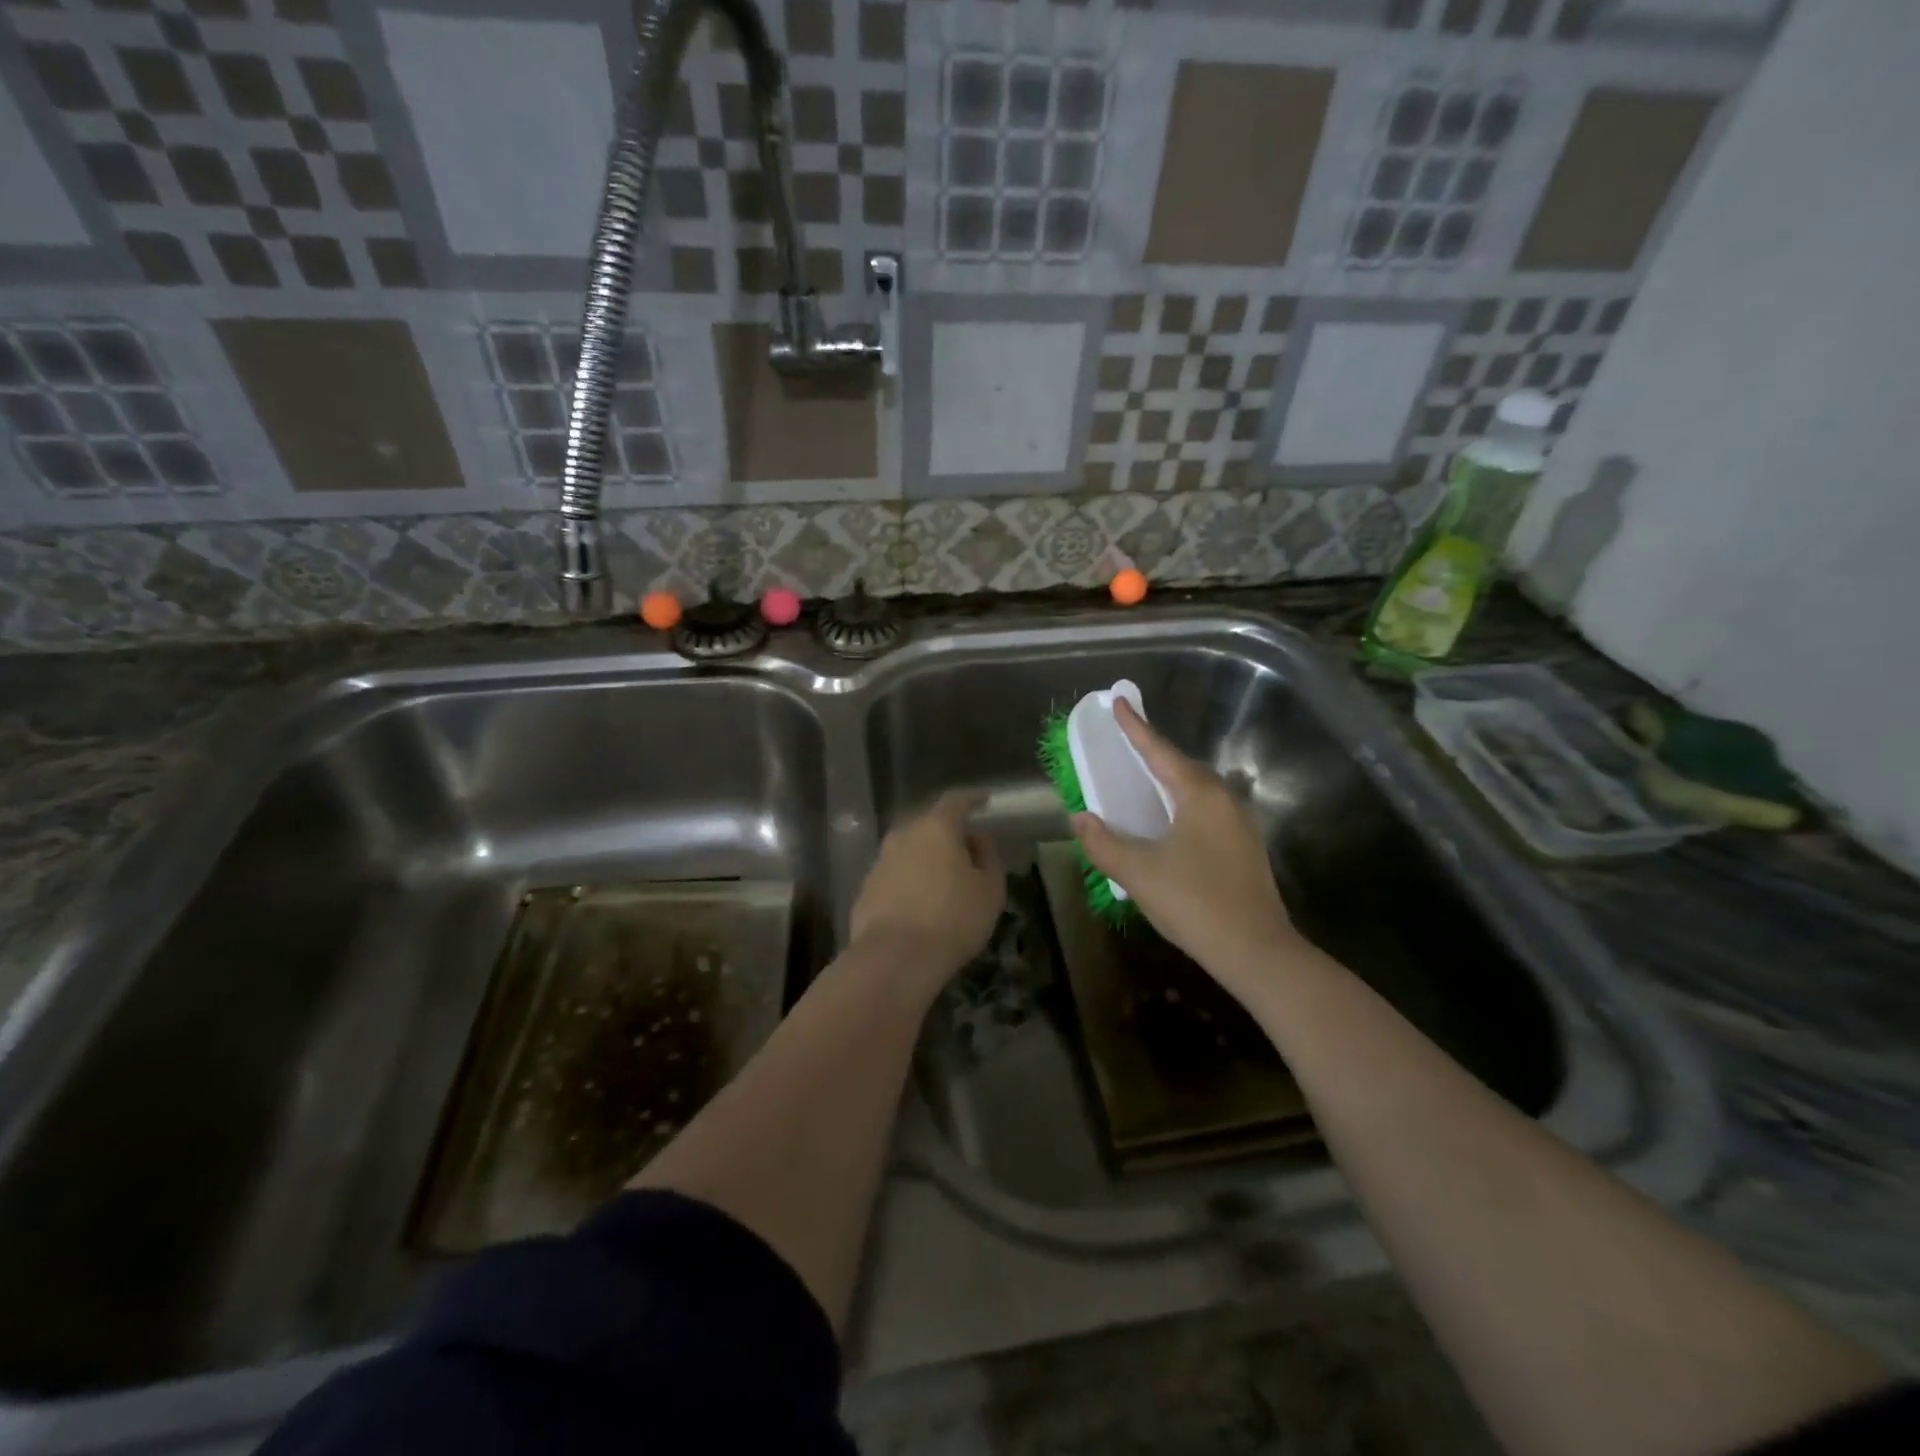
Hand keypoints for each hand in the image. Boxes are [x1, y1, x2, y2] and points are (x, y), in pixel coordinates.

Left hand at [851, 790, 1005, 987]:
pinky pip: (895, 876)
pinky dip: (910, 882)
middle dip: (949, 833)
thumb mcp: (989, 889)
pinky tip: (920, 904)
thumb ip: (988, 857)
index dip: (972, 799)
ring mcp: (880, 862)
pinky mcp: (865, 890)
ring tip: (945, 882)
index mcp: (936, 827)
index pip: (956, 801)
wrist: (894, 958)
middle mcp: (903, 835)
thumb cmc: (952, 919)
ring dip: (927, 859)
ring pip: (909, 851)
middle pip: (929, 825)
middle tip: (968, 850)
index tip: (984, 801)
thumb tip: (977, 839)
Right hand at [1072, 700, 1299, 998]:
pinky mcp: (1245, 850)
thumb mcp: (1137, 872)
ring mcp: (1240, 826)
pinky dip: (1181, 807)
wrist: (1257, 951)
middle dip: (1153, 754)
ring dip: (1169, 782)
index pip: (1159, 752)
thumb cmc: (1194, 902)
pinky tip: (1169, 825)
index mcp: (1199, 795)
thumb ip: (1103, 843)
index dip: (1135, 728)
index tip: (1119, 702)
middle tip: (1126, 744)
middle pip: (1182, 768)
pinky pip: (1206, 813)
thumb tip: (1080, 819)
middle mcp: (1225, 801)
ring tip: (1143, 782)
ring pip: (1197, 792)